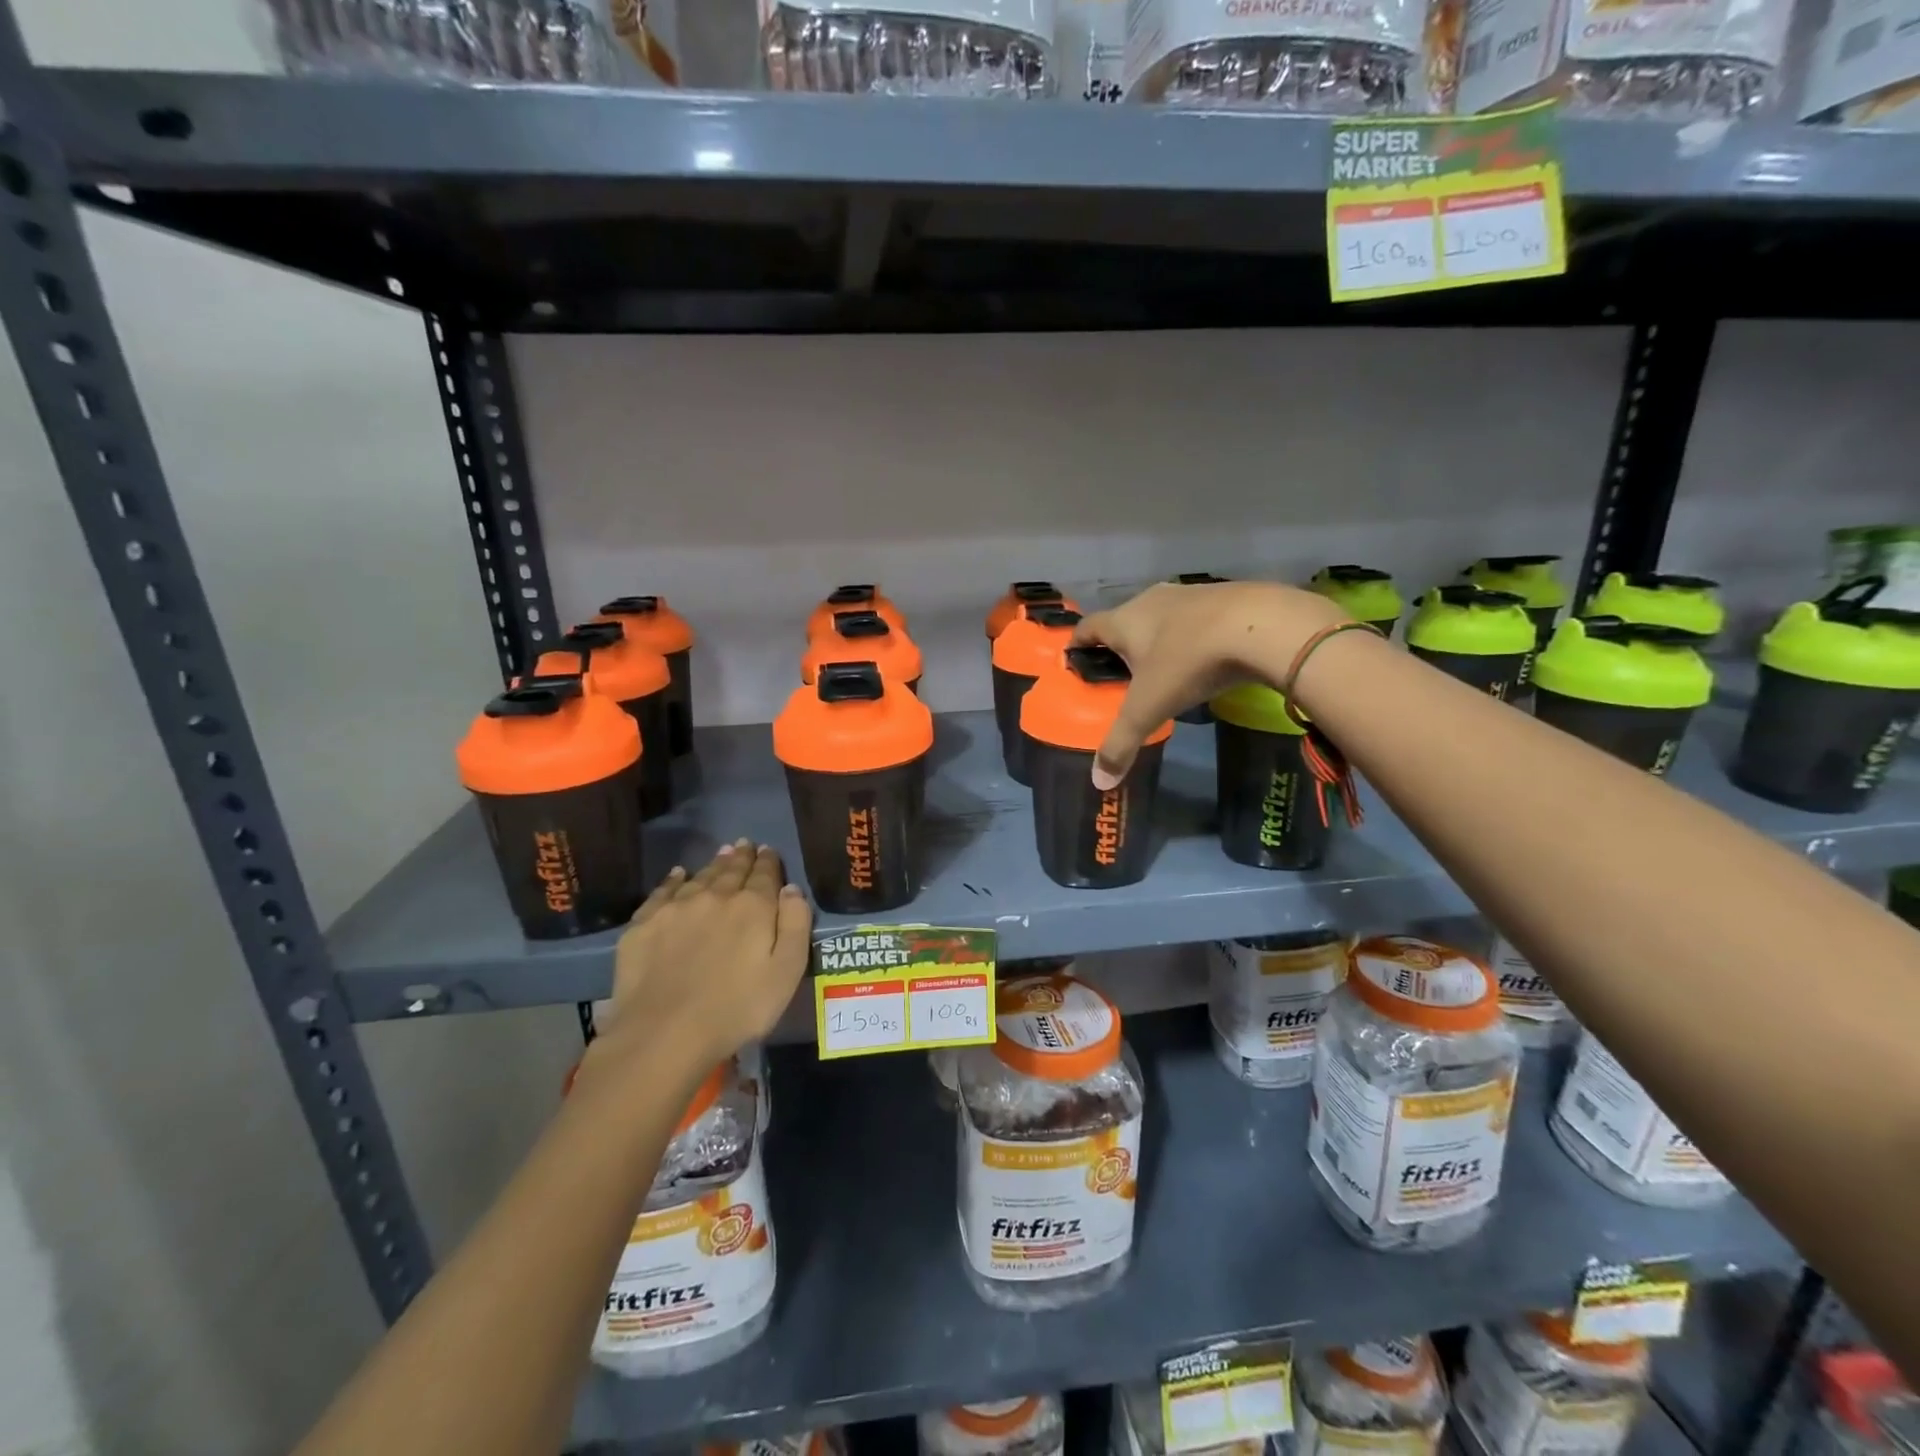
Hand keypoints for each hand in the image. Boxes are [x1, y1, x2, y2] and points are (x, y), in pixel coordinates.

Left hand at [596, 841, 812, 1068]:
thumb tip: (792, 889)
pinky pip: (664, 891)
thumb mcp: (786, 972)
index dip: (769, 862)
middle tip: (745, 845)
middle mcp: (716, 896)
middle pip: (732, 870)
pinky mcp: (644, 924)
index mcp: (753, 907)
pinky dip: (674, 879)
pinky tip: (679, 874)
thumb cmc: (737, 1008)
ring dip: (714, 864)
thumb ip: (795, 925)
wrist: (664, 1033)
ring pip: (701, 876)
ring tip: (722, 854)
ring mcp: (676, 908)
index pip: (765, 874)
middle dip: (742, 857)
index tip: (768, 851)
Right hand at [1071, 582, 1348, 786]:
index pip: (1088, 626)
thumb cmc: (1189, 662)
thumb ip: (1121, 743)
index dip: (1077, 642)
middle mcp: (1151, 600)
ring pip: (1163, 616)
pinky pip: (1198, 617)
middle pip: (1126, 619)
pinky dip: (1194, 634)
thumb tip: (1098, 782)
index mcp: (1125, 620)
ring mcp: (1191, 594)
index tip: (1073, 659)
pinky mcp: (1226, 596)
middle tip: (1122, 674)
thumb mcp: (1149, 708)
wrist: (1262, 625)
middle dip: (1121, 645)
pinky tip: (1206, 657)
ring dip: (1159, 638)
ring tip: (1164, 668)